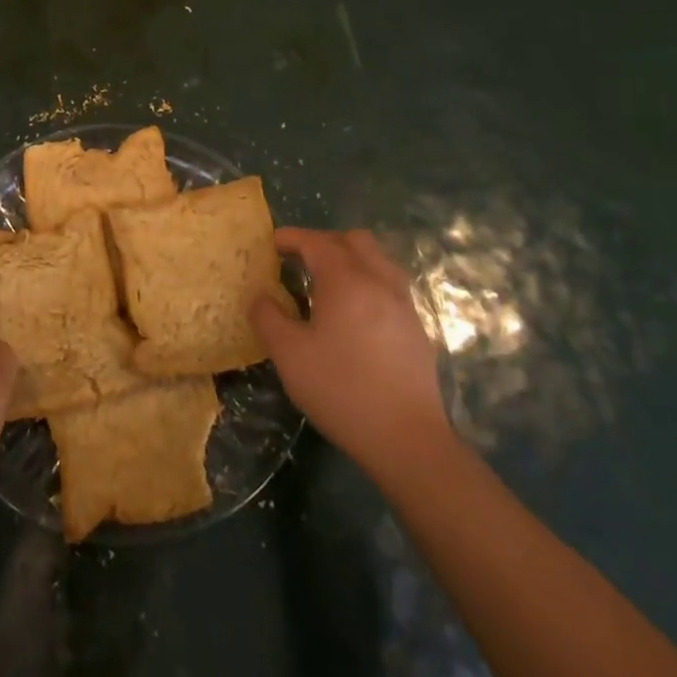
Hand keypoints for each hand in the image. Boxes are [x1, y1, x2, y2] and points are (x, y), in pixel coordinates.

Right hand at [250, 227, 449, 484]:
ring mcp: (403, 305)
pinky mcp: (416, 329)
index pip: (316, 242)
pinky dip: (368, 281)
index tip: (272, 243)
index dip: (292, 237)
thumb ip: (268, 318)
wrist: (407, 440)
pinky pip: (389, 285)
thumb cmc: (341, 390)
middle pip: (354, 240)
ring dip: (350, 258)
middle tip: (300, 258)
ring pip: (378, 260)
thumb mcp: (289, 355)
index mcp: (346, 281)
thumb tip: (261, 297)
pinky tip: (354, 311)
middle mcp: (378, 282)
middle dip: (324, 241)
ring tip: (328, 281)